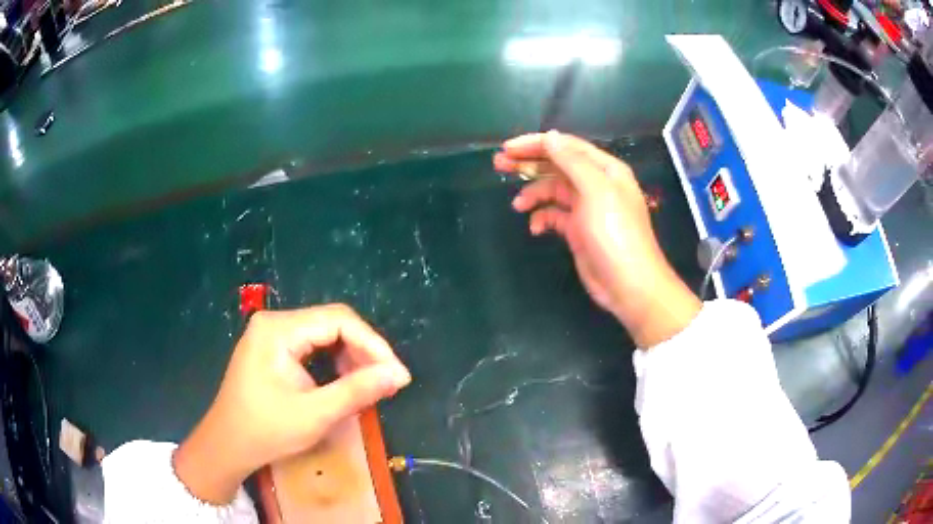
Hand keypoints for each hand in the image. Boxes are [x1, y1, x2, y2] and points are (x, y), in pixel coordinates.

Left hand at [173, 305, 410, 504]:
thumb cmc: (266, 430)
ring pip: (324, 333)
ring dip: (351, 357)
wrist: (227, 445)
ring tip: (367, 385)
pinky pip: (312, 345)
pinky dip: (334, 362)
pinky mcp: (272, 348)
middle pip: (332, 323)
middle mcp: (275, 322)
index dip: (374, 345)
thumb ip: (358, 390)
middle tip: (385, 383)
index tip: (397, 375)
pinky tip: (344, 382)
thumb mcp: (315, 414)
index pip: (339, 320)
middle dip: (364, 351)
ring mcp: (271, 333)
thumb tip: (400, 374)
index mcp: (279, 329)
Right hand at [494, 131, 700, 346]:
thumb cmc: (615, 233)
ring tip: (517, 205)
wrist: (628, 284)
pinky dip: (542, 218)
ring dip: (533, 194)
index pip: (566, 146)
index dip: (536, 143)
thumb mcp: (595, 190)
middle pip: (557, 165)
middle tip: (498, 164)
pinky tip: (536, 228)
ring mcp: (586, 208)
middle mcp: (595, 184)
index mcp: (604, 169)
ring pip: (553, 191)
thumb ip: (571, 161)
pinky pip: (554, 216)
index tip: (508, 148)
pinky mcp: (578, 230)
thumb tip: (549, 137)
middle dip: (529, 163)